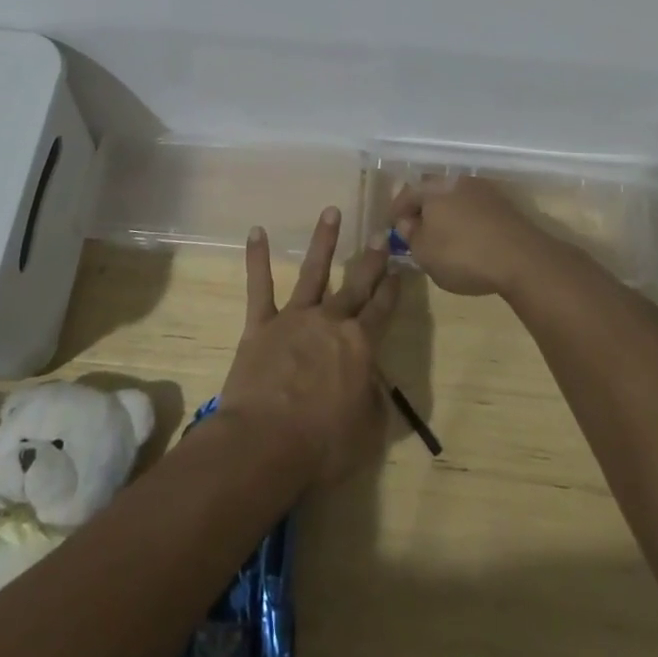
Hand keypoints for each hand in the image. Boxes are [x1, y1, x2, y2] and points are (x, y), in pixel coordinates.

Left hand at [219, 207, 399, 488]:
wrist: (266, 442)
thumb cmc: (323, 445)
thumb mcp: (368, 433)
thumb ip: (375, 403)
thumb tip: (374, 386)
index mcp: (360, 346)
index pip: (382, 310)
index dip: (392, 290)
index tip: (400, 268)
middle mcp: (331, 322)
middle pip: (356, 284)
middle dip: (370, 259)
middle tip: (380, 233)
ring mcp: (294, 319)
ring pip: (313, 272)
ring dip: (324, 241)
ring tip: (331, 211)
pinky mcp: (261, 325)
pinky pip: (259, 286)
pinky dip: (257, 258)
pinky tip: (257, 231)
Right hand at [389, 175, 564, 298]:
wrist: (522, 259)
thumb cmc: (463, 255)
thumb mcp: (424, 253)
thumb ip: (410, 235)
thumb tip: (407, 222)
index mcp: (433, 188)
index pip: (406, 193)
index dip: (397, 211)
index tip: (393, 227)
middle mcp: (457, 181)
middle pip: (432, 191)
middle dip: (423, 209)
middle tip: (418, 229)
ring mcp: (484, 190)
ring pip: (455, 198)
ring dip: (447, 213)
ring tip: (443, 235)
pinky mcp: (504, 205)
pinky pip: (475, 208)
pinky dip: (467, 220)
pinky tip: (468, 238)